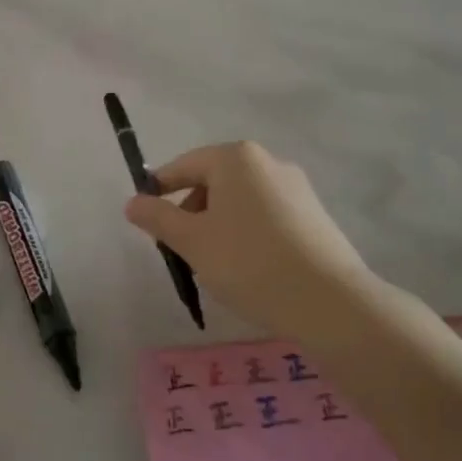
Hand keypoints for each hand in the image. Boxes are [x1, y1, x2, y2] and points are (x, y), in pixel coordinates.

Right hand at [125, 141, 374, 340]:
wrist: (329, 301)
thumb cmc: (248, 262)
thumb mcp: (191, 241)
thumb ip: (157, 217)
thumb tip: (133, 202)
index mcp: (236, 158)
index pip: (184, 166)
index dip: (159, 190)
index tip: (146, 219)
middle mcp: (268, 162)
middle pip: (213, 181)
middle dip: (191, 212)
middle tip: (180, 249)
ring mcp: (296, 188)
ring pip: (240, 201)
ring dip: (218, 225)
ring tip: (214, 264)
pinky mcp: (314, 215)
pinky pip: (266, 216)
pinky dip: (247, 234)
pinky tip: (248, 269)